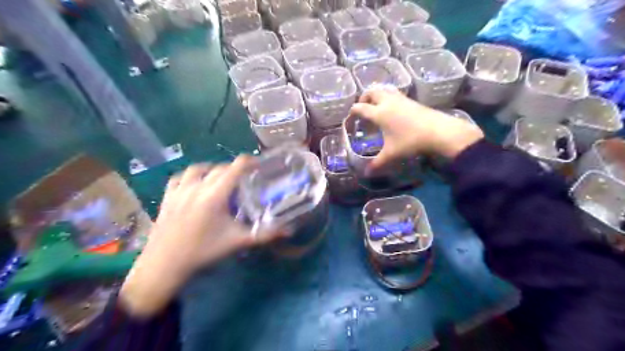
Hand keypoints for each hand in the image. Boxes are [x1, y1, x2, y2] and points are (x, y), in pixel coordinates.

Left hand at [119, 156, 285, 317]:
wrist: (165, 265)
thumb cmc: (204, 251)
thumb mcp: (237, 241)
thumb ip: (264, 234)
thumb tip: (289, 230)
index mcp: (215, 195)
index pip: (234, 168)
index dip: (248, 162)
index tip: (257, 163)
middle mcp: (197, 187)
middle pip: (219, 168)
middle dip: (233, 169)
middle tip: (243, 178)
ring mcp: (179, 190)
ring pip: (198, 169)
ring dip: (212, 169)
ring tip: (219, 178)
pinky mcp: (167, 197)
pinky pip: (179, 177)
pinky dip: (190, 176)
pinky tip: (195, 183)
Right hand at [350, 87, 484, 169]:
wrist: (438, 131)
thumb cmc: (410, 141)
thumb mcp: (391, 154)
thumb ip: (377, 163)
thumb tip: (366, 174)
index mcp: (379, 113)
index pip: (360, 108)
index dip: (352, 112)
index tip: (350, 119)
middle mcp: (387, 102)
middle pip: (371, 92)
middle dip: (364, 98)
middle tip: (362, 109)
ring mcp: (400, 99)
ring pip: (384, 90)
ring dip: (376, 96)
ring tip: (376, 107)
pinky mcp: (411, 100)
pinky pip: (394, 94)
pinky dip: (388, 98)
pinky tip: (392, 110)